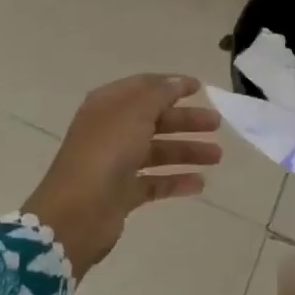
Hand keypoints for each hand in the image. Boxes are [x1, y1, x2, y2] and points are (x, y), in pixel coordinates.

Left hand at [22, 74, 221, 273]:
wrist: (77, 212)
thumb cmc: (106, 151)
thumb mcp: (134, 112)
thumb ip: (159, 94)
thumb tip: (177, 81)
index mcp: (108, 105)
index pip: (143, 87)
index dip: (171, 85)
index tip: (200, 87)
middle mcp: (111, 130)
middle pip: (154, 119)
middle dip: (185, 119)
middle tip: (216, 122)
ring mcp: (116, 163)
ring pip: (157, 151)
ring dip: (187, 151)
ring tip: (217, 155)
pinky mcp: (122, 193)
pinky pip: (155, 182)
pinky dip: (176, 181)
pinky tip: (200, 184)